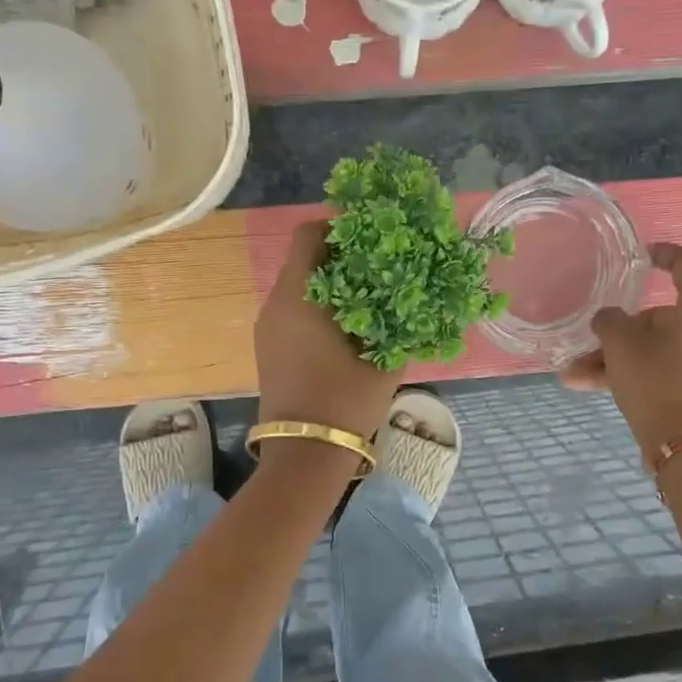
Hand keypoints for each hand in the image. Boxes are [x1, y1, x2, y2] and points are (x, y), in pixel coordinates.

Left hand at [255, 222, 404, 443]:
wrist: (305, 455)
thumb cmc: (346, 400)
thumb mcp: (385, 359)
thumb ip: (400, 321)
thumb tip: (413, 297)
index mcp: (298, 296)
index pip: (308, 235)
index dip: (339, 226)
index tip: (372, 236)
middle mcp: (275, 304)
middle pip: (304, 260)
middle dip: (341, 256)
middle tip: (380, 265)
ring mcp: (268, 328)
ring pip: (299, 287)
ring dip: (331, 284)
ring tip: (370, 296)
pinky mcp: (268, 349)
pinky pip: (293, 311)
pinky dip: (319, 307)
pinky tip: (349, 326)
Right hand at [560, 242, 681, 455]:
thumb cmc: (655, 378)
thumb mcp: (620, 342)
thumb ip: (609, 320)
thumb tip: (609, 319)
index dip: (664, 253)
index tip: (639, 256)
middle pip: (657, 315)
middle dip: (616, 329)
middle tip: (588, 338)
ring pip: (650, 347)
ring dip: (610, 358)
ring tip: (572, 374)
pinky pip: (655, 369)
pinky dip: (625, 373)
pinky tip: (584, 385)